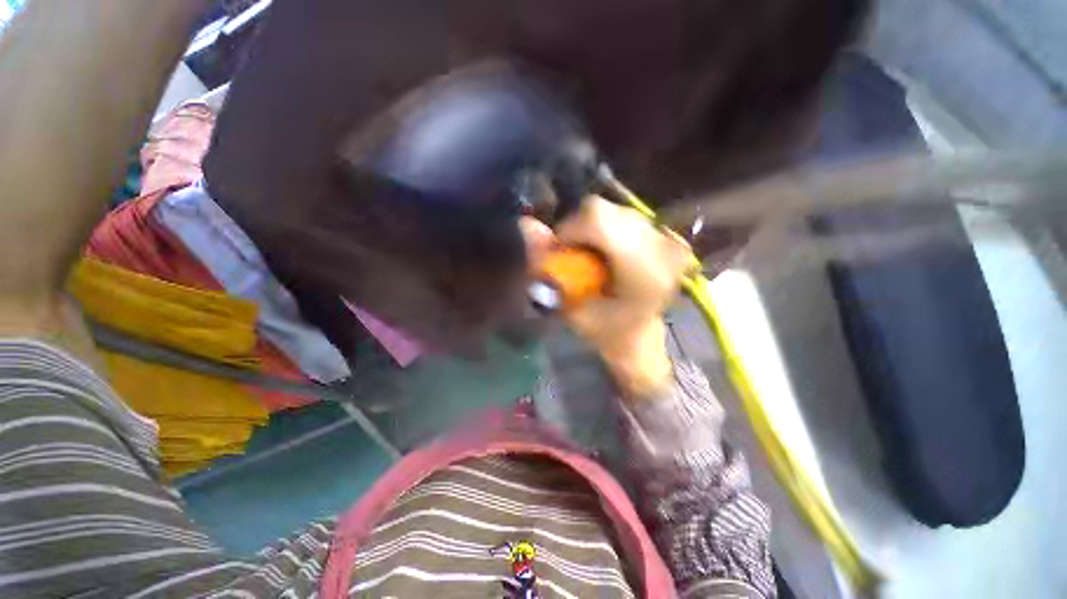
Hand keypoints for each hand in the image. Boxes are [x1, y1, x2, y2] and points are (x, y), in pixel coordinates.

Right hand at [525, 196, 691, 398]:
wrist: (641, 336)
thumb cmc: (606, 332)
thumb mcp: (571, 309)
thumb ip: (548, 270)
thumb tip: (525, 224)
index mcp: (643, 271)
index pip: (599, 219)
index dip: (570, 229)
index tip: (562, 253)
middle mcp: (663, 247)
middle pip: (604, 210)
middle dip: (578, 228)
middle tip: (574, 256)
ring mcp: (669, 239)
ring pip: (613, 210)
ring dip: (592, 229)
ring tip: (592, 257)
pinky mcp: (668, 236)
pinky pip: (626, 217)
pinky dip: (608, 230)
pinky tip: (610, 253)